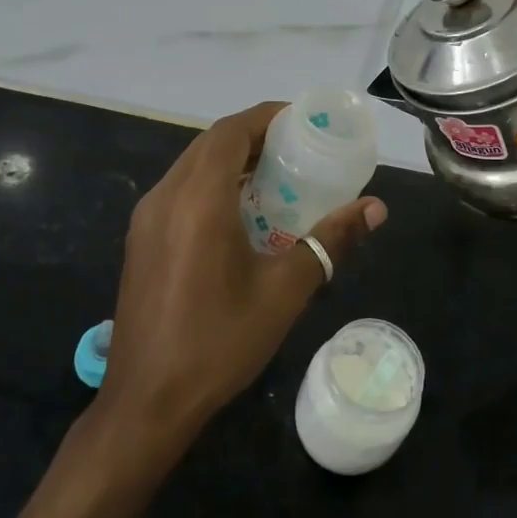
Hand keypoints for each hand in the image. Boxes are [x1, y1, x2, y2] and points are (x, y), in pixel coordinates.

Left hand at [101, 101, 386, 440]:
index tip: (302, 121)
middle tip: (297, 148)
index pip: (230, 132)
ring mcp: (146, 219)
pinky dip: (212, 184)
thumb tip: (376, 208)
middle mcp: (165, 197)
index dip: (266, 117)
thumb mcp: (284, 291)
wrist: (148, 400)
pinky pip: (179, 191)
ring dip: (231, 160)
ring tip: (276, 176)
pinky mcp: (141, 240)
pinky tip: (240, 213)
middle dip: (253, 137)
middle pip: (210, 144)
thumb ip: (330, 241)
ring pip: (192, 166)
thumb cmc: (219, 342)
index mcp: (197, 200)